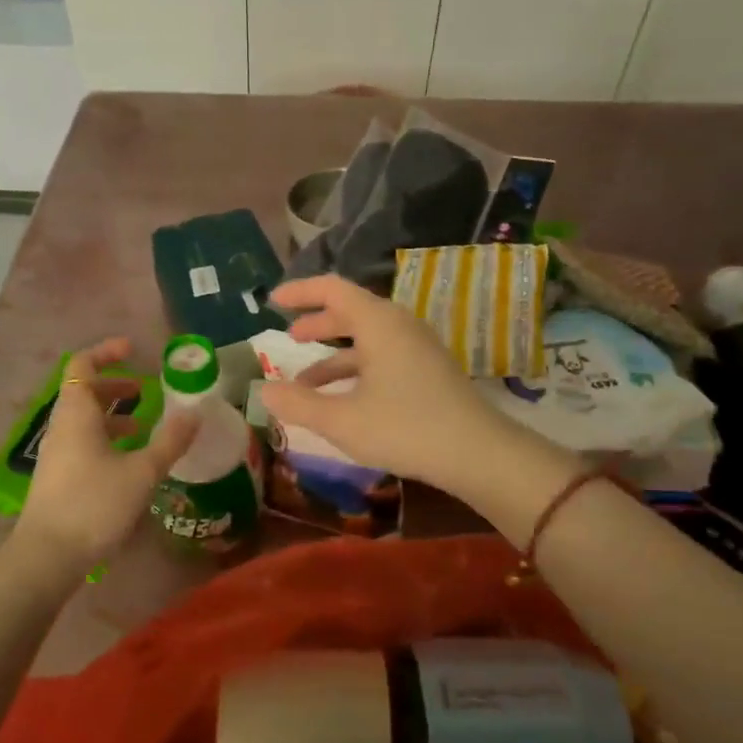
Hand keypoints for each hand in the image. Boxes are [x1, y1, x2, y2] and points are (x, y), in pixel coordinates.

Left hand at [14, 338, 198, 574]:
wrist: (48, 556)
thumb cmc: (94, 504)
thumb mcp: (142, 472)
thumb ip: (170, 441)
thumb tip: (195, 412)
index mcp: (76, 413)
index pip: (82, 364)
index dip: (107, 352)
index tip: (134, 349)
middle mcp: (61, 426)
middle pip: (83, 390)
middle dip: (115, 384)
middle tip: (145, 389)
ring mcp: (56, 452)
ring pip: (84, 419)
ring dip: (112, 415)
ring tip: (143, 427)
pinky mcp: (57, 476)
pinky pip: (82, 442)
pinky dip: (106, 438)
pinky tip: (128, 461)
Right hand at [259, 275, 509, 490]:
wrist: (478, 454)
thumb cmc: (405, 428)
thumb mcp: (341, 420)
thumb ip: (297, 404)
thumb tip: (263, 391)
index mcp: (378, 323)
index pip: (332, 289)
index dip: (300, 292)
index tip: (274, 302)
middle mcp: (399, 325)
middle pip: (350, 311)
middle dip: (316, 324)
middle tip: (289, 338)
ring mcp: (418, 348)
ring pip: (367, 339)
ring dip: (333, 356)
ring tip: (304, 384)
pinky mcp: (428, 370)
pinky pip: (383, 356)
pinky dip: (356, 370)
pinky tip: (342, 400)